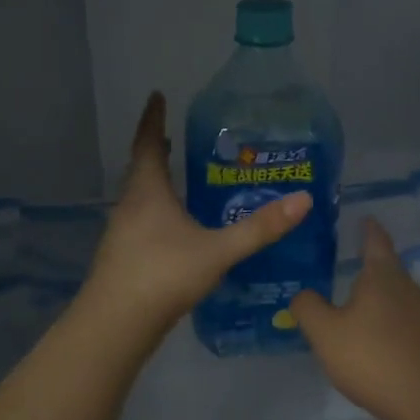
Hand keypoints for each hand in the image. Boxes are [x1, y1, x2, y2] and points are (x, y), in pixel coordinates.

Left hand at [85, 93, 311, 335]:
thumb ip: (259, 229)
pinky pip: (141, 220)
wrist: (116, 324)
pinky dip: (157, 209)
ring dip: (156, 181)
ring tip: (179, 177)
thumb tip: (303, 200)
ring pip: (140, 196)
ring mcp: (122, 232)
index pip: (148, 143)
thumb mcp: (217, 251)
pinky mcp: (123, 256)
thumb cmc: (163, 275)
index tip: (157, 95)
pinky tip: (175, 227)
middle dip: (157, 149)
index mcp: (147, 192)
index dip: (153, 118)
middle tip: (175, 136)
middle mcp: (130, 205)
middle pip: (141, 168)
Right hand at [291, 218, 419, 419]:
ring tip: (355, 311)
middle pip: (387, 271)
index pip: (375, 240)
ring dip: (378, 302)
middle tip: (343, 270)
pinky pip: (406, 326)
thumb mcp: (326, 334)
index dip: (368, 228)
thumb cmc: (376, 359)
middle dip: (368, 270)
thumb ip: (308, 308)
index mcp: (382, 276)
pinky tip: (376, 346)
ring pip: (397, 300)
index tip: (364, 218)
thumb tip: (301, 293)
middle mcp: (410, 289)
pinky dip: (389, 327)